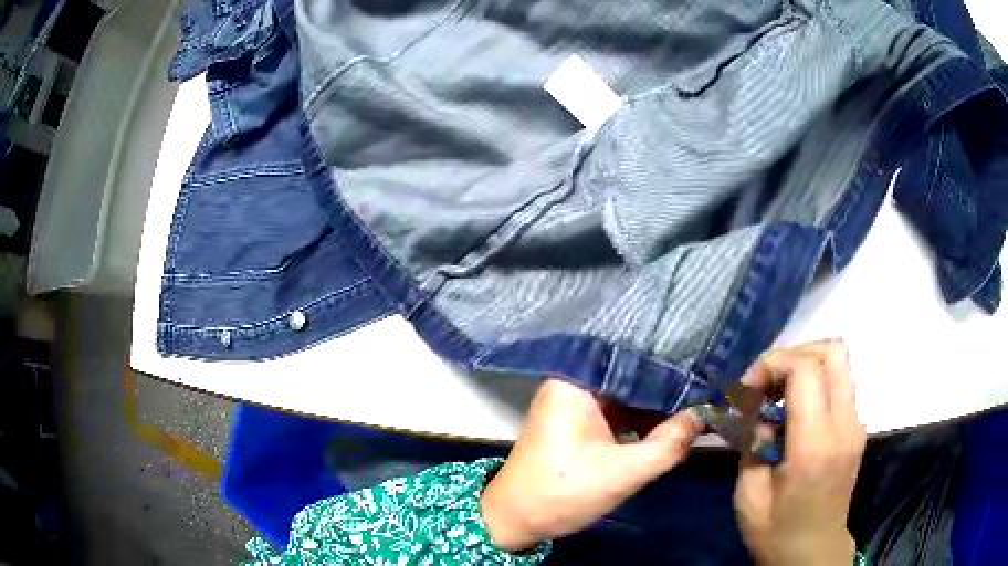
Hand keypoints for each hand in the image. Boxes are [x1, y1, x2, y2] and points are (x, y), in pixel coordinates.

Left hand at [480, 378, 703, 551]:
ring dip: (655, 403)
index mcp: (574, 381)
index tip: (704, 363)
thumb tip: (705, 414)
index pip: (631, 359)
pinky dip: (639, 418)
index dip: (669, 363)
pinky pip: (616, 410)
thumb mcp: (623, 473)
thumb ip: (669, 444)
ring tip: (698, 397)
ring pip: (625, 394)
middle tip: (707, 381)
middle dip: (666, 384)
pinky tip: (670, 420)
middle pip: (628, 375)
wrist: (515, 520)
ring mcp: (573, 402)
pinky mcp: (577, 422)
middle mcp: (572, 382)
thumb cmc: (562, 492)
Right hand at [733, 341, 866, 565]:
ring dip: (805, 365)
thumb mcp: (749, 495)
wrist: (813, 552)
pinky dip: (815, 383)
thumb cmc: (777, 531)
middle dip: (793, 354)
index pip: (805, 368)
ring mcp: (856, 423)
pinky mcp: (857, 427)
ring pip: (839, 361)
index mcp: (815, 444)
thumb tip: (757, 412)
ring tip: (778, 394)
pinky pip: (840, 383)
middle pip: (832, 350)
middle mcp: (845, 424)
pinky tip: (794, 413)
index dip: (772, 364)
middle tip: (766, 383)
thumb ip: (753, 443)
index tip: (747, 391)